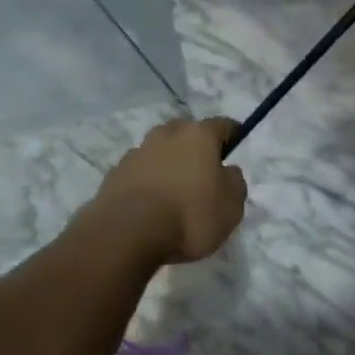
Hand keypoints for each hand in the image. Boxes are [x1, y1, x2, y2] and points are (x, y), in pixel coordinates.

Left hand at [93, 118, 246, 264]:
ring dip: (170, 163)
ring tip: (176, 191)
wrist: (129, 230)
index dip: (233, 134)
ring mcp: (139, 150)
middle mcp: (167, 133)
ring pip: (161, 150)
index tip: (236, 145)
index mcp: (198, 135)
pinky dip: (150, 179)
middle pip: (187, 133)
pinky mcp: (118, 170)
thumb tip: (227, 170)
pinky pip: (142, 170)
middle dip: (196, 147)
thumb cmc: (190, 215)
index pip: (222, 124)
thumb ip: (234, 182)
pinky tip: (153, 202)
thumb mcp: (231, 206)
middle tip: (204, 172)